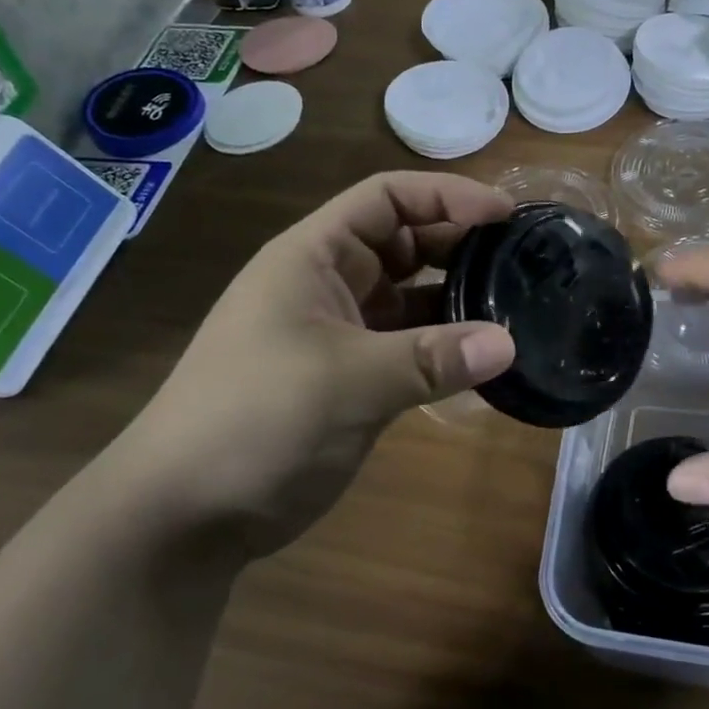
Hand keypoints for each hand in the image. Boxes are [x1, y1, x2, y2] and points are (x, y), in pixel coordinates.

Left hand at [106, 173, 515, 556]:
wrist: (186, 513)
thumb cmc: (253, 419)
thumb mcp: (345, 381)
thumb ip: (431, 359)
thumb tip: (510, 344)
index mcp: (313, 257)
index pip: (386, 199)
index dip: (446, 195)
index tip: (507, 213)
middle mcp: (329, 284)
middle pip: (404, 242)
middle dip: (460, 244)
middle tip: (523, 260)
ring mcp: (340, 334)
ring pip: (411, 298)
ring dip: (457, 300)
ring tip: (517, 306)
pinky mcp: (352, 379)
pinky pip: (410, 348)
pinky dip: (445, 349)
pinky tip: (485, 361)